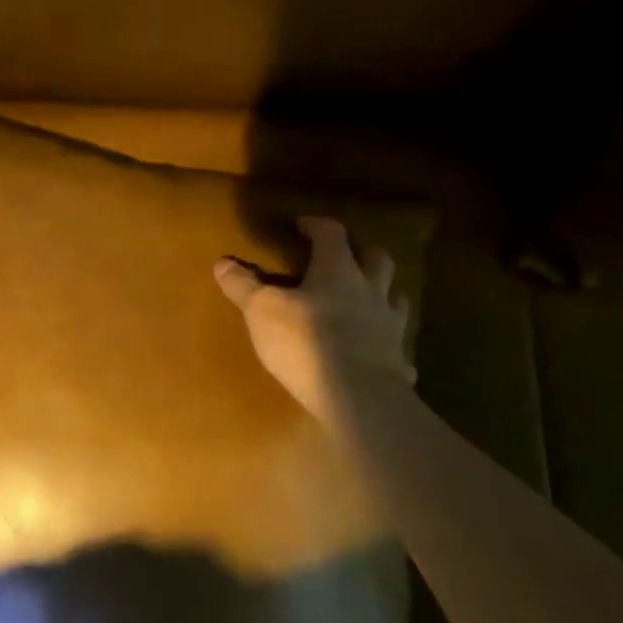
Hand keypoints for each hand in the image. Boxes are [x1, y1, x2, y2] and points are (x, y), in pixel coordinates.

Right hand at [214, 215, 415, 432]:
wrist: (357, 397)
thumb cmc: (306, 343)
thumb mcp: (262, 311)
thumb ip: (243, 286)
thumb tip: (222, 262)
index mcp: (338, 271)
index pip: (331, 234)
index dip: (316, 225)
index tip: (302, 225)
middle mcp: (370, 291)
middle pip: (376, 258)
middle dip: (360, 252)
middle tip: (343, 257)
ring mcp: (390, 326)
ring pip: (396, 298)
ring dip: (383, 293)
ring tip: (367, 300)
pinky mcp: (398, 361)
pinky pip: (400, 349)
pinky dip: (391, 347)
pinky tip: (385, 357)